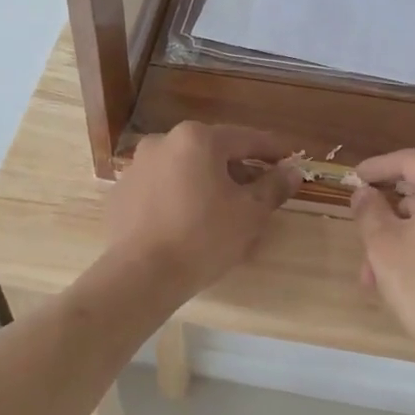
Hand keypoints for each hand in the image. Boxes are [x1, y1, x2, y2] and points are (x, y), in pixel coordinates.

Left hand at [104, 123, 299, 302]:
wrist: (141, 275)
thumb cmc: (203, 238)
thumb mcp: (250, 213)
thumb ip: (273, 186)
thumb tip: (292, 170)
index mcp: (197, 139)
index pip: (246, 139)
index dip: (272, 150)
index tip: (290, 159)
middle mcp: (162, 142)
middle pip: (211, 152)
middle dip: (237, 169)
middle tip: (258, 191)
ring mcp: (136, 167)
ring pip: (183, 170)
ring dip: (206, 183)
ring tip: (222, 210)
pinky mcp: (121, 194)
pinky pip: (160, 189)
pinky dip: (179, 198)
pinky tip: (187, 223)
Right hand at [351, 148, 414, 362]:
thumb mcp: (383, 246)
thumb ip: (369, 211)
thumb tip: (364, 193)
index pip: (410, 161)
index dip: (378, 167)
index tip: (355, 178)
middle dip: (390, 215)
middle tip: (363, 238)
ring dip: (407, 238)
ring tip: (379, 274)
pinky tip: (412, 279)